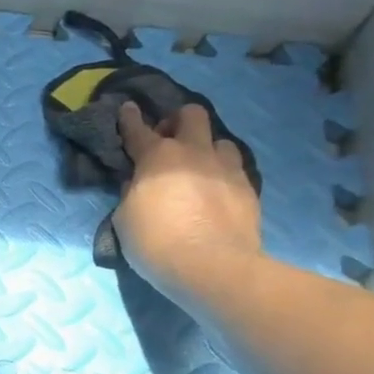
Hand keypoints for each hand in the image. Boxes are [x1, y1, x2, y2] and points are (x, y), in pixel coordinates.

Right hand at [113, 101, 262, 303]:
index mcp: (157, 157)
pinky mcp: (248, 187)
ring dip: (206, 148)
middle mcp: (194, 153)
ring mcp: (226, 168)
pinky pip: (234, 168)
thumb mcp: (125, 219)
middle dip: (178, 120)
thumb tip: (138, 183)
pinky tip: (216, 191)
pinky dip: (222, 173)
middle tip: (169, 139)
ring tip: (199, 167)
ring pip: (219, 140)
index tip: (128, 108)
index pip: (138, 129)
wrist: (211, 266)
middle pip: (191, 115)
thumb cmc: (155, 242)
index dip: (130, 118)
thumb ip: (131, 193)